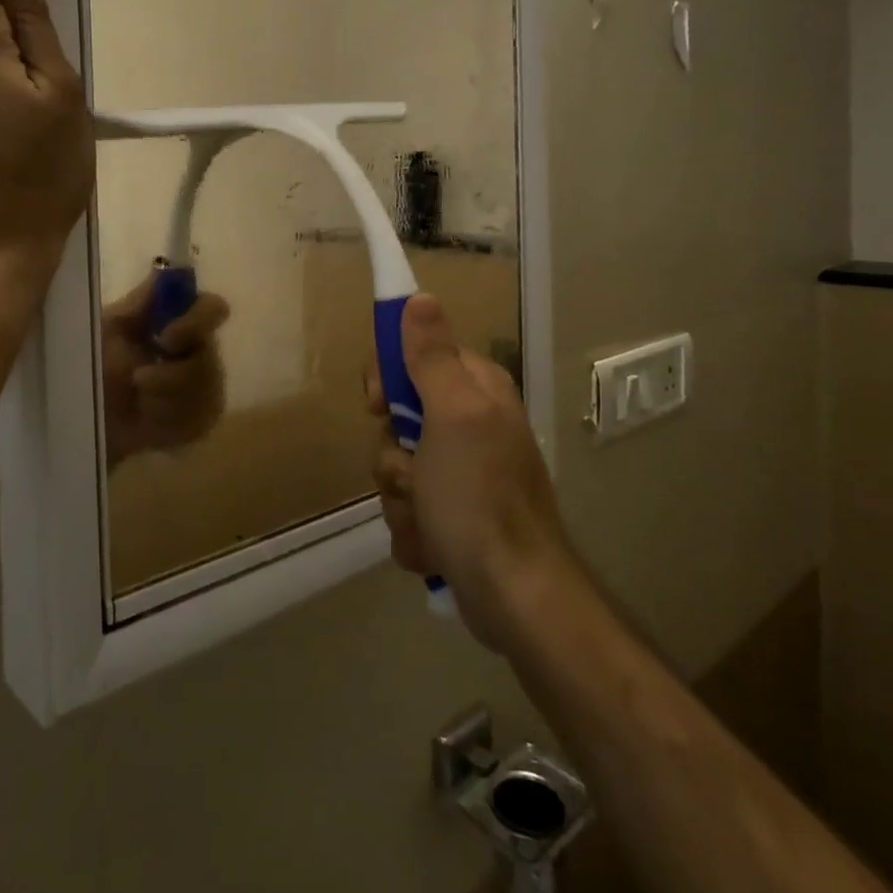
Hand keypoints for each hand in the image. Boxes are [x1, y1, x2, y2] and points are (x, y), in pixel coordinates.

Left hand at [102, 272, 231, 466]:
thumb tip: (167, 269)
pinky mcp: (201, 420)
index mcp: (179, 320)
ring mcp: (206, 387)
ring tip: (137, 402)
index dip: (197, 322)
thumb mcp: (107, 328)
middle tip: (137, 381)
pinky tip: (149, 421)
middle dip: (170, 376)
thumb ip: (139, 302)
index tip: (166, 339)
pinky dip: (167, 422)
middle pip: (210, 360)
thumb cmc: (92, 364)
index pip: (213, 308)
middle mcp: (200, 349)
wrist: (83, 416)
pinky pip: (199, 420)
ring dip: (163, 400)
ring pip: (205, 394)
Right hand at [367, 294, 571, 650]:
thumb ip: (432, 356)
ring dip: (401, 498)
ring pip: (397, 467)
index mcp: (475, 390)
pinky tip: (434, 546)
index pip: (413, 356)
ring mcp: (461, 473)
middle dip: (394, 455)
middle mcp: (470, 425)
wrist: (514, 595)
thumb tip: (420, 297)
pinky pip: (408, 508)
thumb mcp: (453, 415)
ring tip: (429, 520)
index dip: (388, 379)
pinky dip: (414, 530)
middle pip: (398, 418)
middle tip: (414, 473)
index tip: (379, 405)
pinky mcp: (453, 516)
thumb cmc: (479, 496)